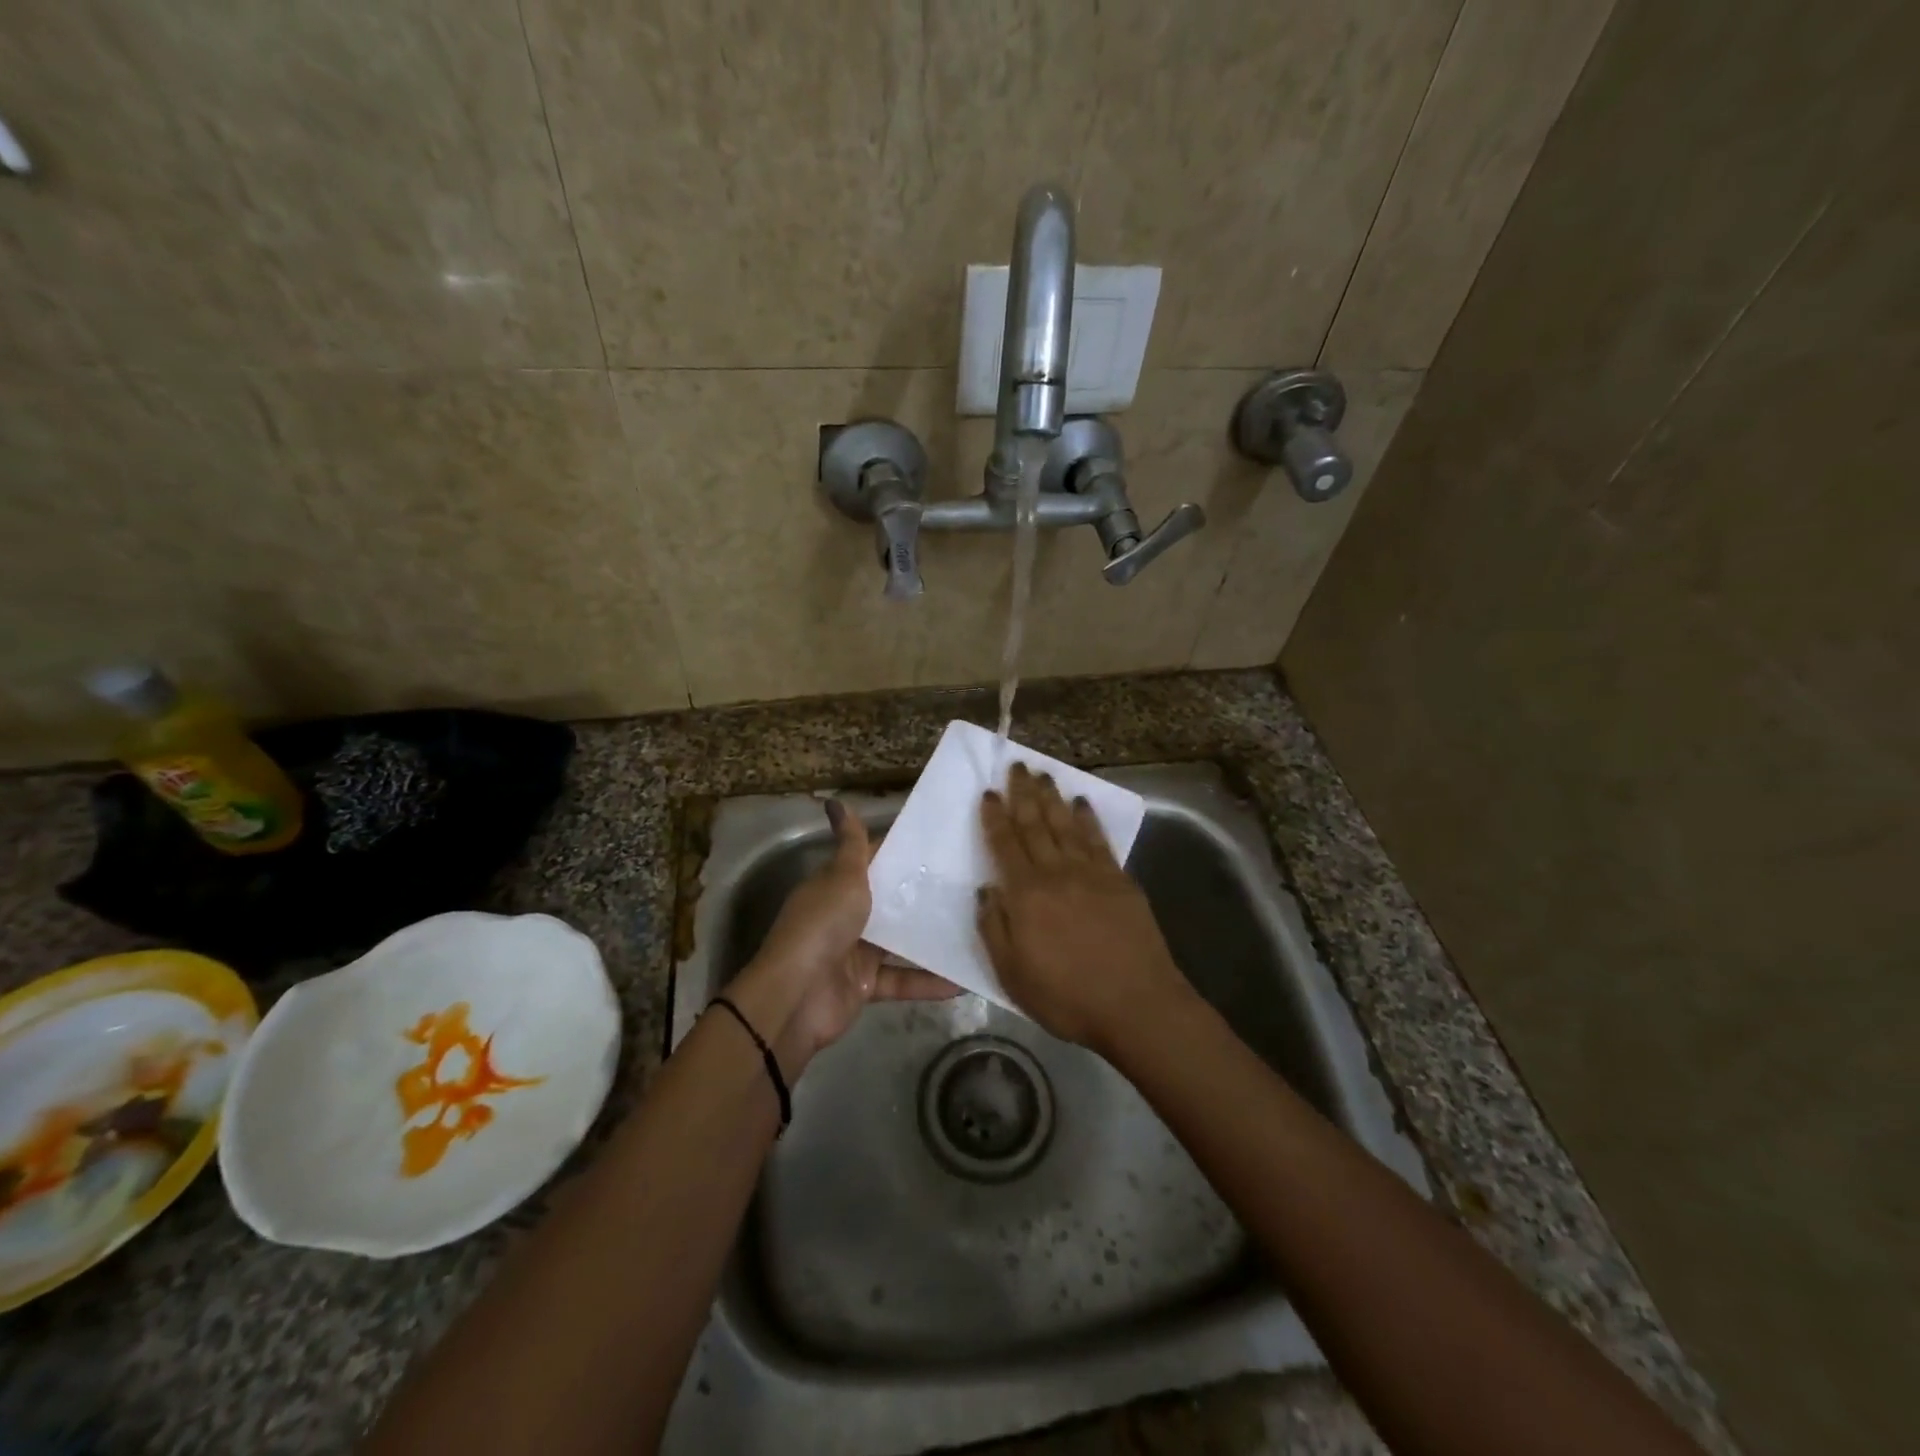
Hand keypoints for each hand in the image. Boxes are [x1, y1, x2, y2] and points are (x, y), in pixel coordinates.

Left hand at [729, 800, 954, 1078]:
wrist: (796, 996)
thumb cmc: (822, 926)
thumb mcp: (842, 878)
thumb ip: (851, 844)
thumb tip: (835, 800)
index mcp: (836, 886)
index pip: (873, 862)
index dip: (903, 854)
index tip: (943, 846)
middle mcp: (845, 916)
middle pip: (889, 903)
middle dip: (924, 896)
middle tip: (971, 886)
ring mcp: (855, 953)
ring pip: (900, 943)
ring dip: (932, 940)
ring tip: (978, 929)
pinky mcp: (865, 987)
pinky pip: (903, 981)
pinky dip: (929, 982)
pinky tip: (965, 980)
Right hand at [976, 763, 1190, 1053]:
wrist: (1136, 1005)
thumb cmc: (1067, 997)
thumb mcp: (1012, 974)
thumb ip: (994, 928)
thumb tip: (986, 890)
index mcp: (1026, 895)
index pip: (1005, 845)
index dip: (994, 817)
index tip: (988, 793)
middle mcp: (1056, 873)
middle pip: (1035, 824)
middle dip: (1023, 793)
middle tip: (1016, 766)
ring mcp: (1091, 873)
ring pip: (1066, 825)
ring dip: (1053, 797)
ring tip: (1043, 774)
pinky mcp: (1120, 880)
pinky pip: (1099, 840)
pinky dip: (1088, 818)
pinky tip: (1082, 803)